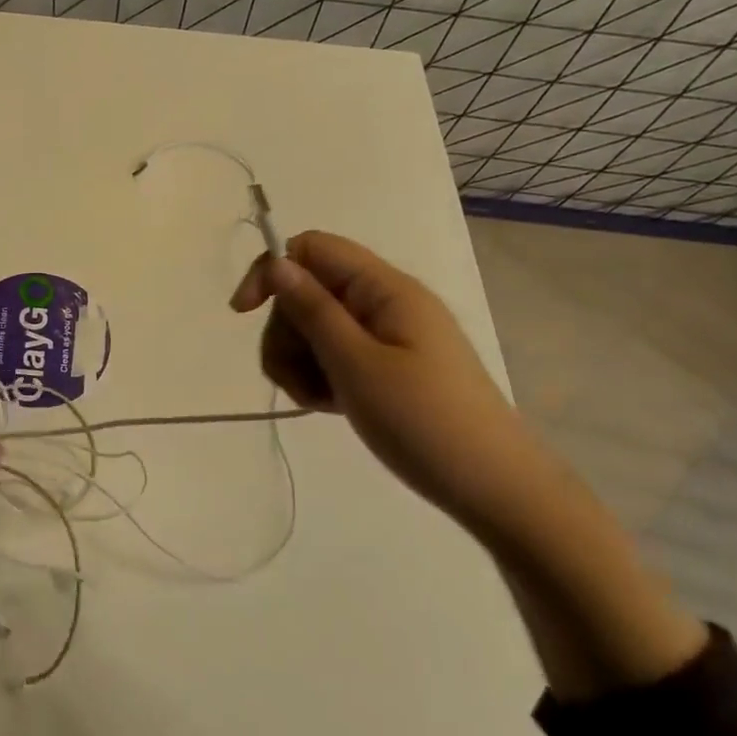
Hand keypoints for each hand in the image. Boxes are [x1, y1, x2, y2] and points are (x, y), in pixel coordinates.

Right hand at [230, 231, 540, 522]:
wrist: (493, 487)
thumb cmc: (423, 422)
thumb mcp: (356, 364)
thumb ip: (313, 310)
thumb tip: (277, 263)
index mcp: (384, 289)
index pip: (312, 249)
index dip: (272, 271)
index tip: (244, 314)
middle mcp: (384, 302)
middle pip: (307, 292)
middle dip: (286, 332)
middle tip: (295, 379)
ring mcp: (386, 335)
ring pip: (314, 327)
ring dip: (299, 360)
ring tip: (316, 401)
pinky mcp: (386, 365)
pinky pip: (334, 354)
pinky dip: (320, 376)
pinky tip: (328, 406)